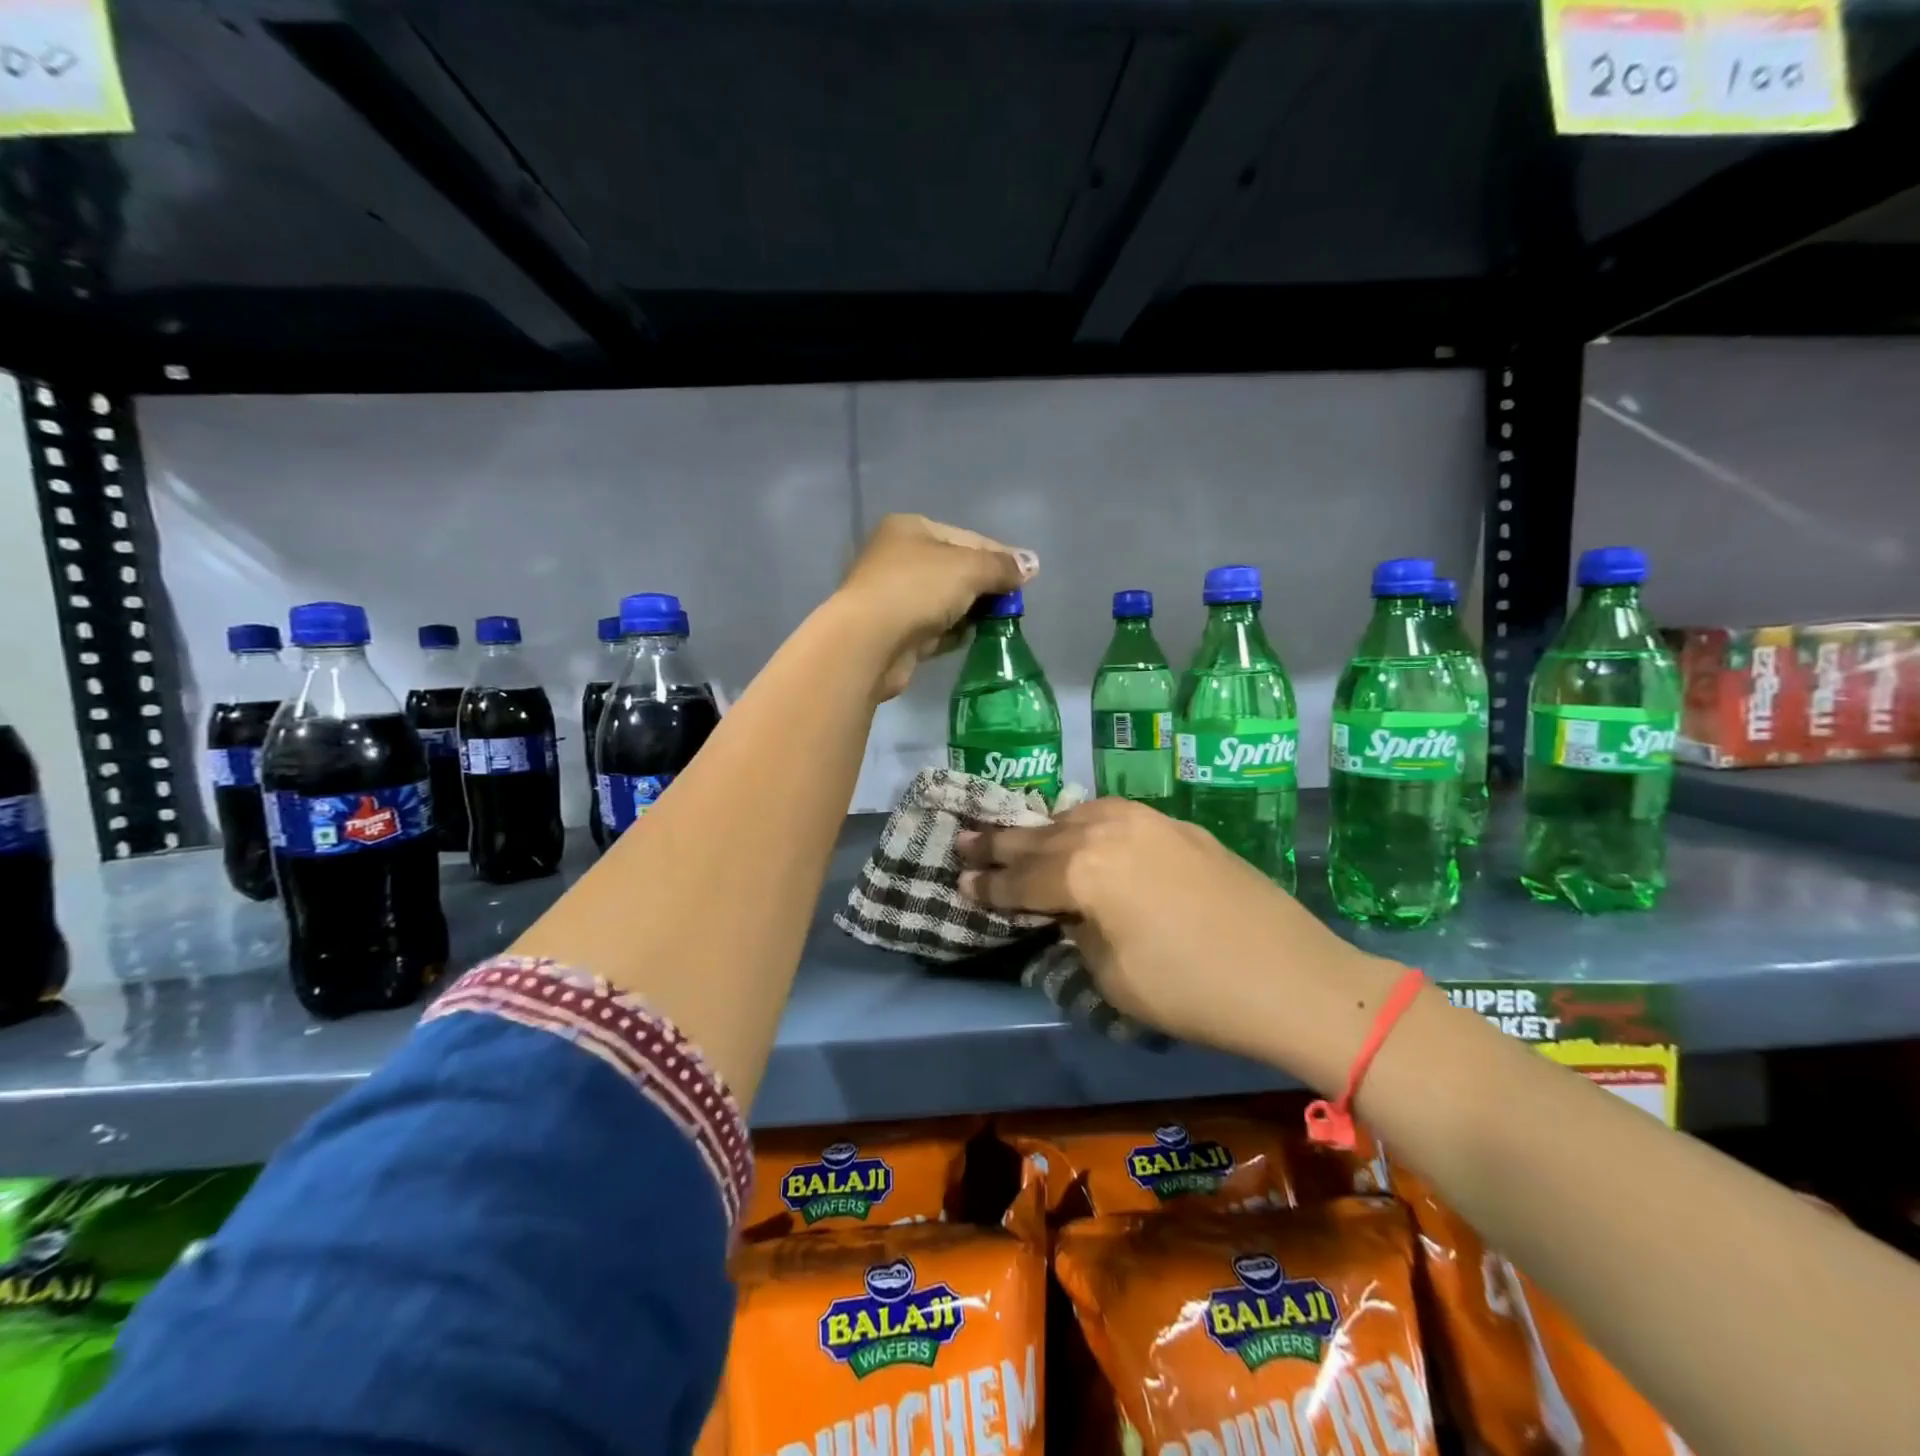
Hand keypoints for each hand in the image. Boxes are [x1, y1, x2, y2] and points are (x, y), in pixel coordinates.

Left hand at [836, 514, 1033, 700]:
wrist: (870, 642)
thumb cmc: (918, 590)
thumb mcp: (968, 569)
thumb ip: (1002, 566)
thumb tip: (1032, 564)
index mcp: (911, 528)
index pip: (967, 537)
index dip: (999, 556)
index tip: (1026, 577)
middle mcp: (898, 557)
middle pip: (956, 569)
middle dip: (985, 587)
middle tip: (1012, 605)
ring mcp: (894, 596)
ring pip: (945, 601)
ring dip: (971, 612)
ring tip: (998, 624)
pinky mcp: (895, 631)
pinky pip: (934, 628)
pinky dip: (953, 632)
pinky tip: (971, 639)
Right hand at [956, 798, 1402, 1089]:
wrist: (1290, 975)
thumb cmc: (1191, 991)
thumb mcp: (1111, 975)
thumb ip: (1076, 930)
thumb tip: (1067, 910)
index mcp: (1083, 871)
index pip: (1020, 880)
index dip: (987, 886)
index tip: (959, 883)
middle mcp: (1107, 830)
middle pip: (1040, 836)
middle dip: (998, 843)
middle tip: (963, 840)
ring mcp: (1146, 820)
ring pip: (1076, 816)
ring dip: (1042, 828)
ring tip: (1016, 834)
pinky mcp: (1176, 825)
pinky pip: (1112, 815)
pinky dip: (1084, 824)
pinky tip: (1080, 831)